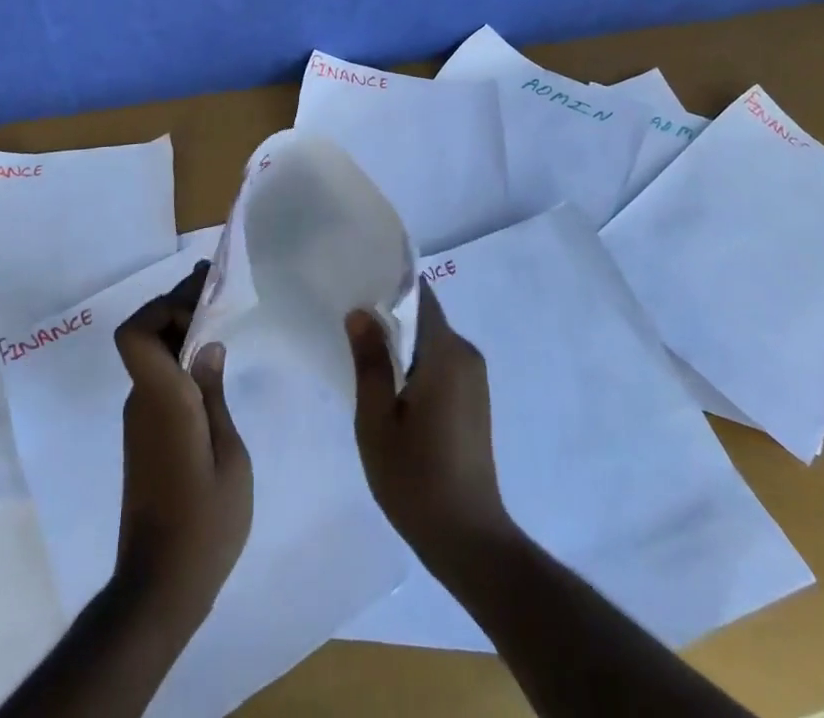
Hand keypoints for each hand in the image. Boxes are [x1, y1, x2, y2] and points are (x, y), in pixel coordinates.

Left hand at [112, 263, 252, 630]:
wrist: (159, 588)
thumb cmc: (205, 523)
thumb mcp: (230, 456)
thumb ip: (216, 394)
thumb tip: (208, 346)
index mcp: (164, 399)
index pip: (136, 334)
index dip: (163, 307)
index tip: (203, 302)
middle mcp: (143, 401)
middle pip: (147, 335)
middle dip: (180, 306)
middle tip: (218, 289)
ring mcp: (140, 420)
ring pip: (153, 356)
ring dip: (181, 332)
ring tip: (222, 319)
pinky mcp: (145, 438)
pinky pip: (159, 380)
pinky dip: (180, 361)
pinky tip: (211, 367)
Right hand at [346, 284, 514, 568]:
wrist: (469, 540)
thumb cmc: (416, 479)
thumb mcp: (377, 421)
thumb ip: (370, 361)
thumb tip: (361, 312)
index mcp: (446, 352)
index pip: (419, 294)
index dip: (388, 284)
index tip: (356, 282)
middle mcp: (466, 354)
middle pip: (424, 315)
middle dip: (389, 313)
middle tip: (348, 319)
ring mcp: (475, 377)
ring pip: (431, 339)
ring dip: (401, 341)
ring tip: (361, 349)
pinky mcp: (474, 398)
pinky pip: (441, 361)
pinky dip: (415, 361)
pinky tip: (389, 382)